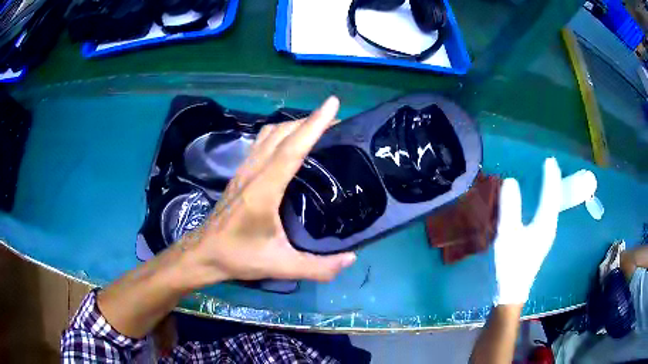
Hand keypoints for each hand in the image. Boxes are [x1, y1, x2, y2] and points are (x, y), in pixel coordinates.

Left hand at [178, 96, 355, 287]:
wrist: (203, 253)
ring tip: (316, 130)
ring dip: (294, 125)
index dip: (314, 124)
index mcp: (264, 190)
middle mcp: (253, 172)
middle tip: (336, 121)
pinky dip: (280, 135)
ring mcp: (244, 171)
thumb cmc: (238, 257)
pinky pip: (261, 144)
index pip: (292, 149)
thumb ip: (318, 267)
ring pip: (269, 135)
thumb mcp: (280, 266)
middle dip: (309, 121)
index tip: (332, 104)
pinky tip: (290, 145)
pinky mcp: (240, 175)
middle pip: (282, 134)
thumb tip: (351, 259)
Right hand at [493, 158, 562, 304]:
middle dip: (554, 182)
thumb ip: (510, 208)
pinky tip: (543, 202)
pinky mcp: (540, 240)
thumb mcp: (508, 234)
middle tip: (551, 165)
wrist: (513, 289)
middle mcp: (549, 226)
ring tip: (549, 178)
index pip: (550, 195)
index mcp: (545, 223)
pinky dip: (547, 202)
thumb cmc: (512, 263)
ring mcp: (546, 234)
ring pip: (552, 207)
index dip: (551, 177)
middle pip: (555, 199)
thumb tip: (510, 180)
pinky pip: (547, 213)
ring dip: (551, 191)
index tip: (550, 160)